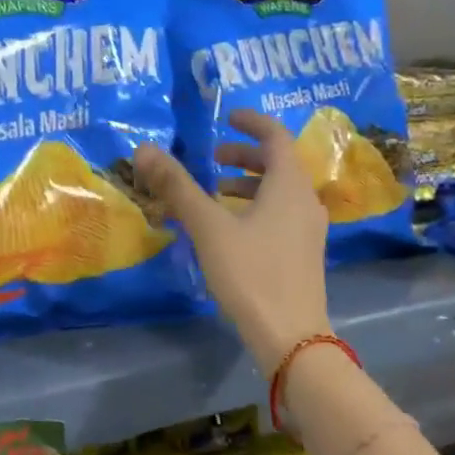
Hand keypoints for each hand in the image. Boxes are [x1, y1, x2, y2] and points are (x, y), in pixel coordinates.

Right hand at [132, 109, 330, 375]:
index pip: (275, 136)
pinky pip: (281, 214)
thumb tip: (145, 149)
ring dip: (248, 185)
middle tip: (211, 161)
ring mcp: (309, 229)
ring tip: (215, 194)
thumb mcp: (209, 227)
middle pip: (278, 164)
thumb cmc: (251, 274)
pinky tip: (231, 230)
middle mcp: (306, 200)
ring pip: (279, 192)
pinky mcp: (304, 253)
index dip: (251, 122)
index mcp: (289, 184)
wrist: (290, 335)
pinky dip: (256, 208)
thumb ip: (177, 187)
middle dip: (243, 157)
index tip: (226, 118)